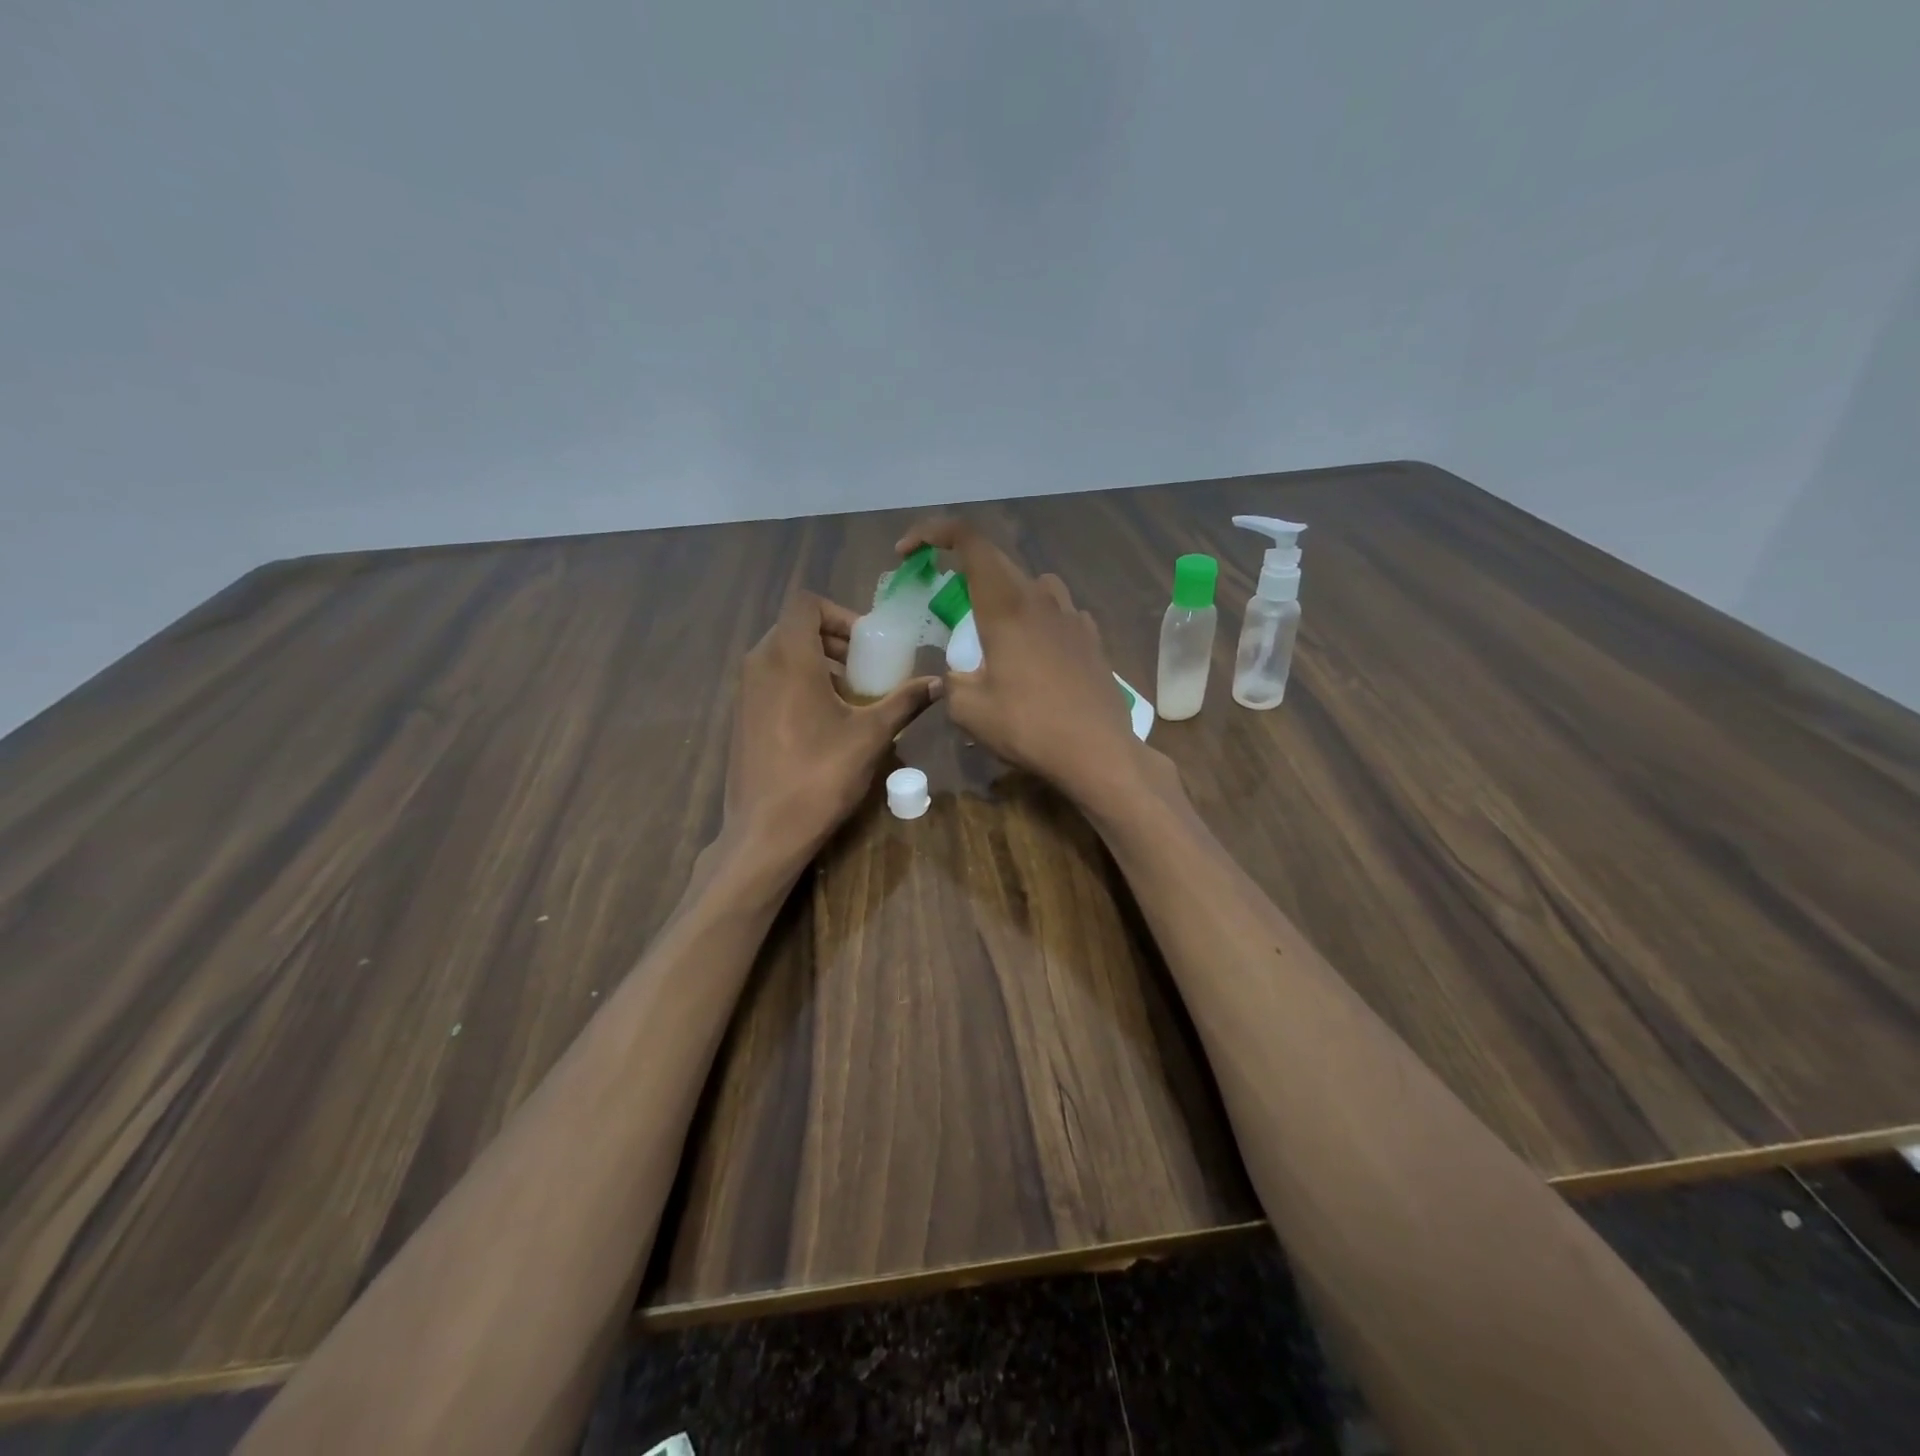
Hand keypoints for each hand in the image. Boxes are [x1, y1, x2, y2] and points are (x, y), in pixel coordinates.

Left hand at [721, 591, 939, 869]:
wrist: (765, 830)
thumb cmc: (820, 774)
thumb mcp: (871, 735)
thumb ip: (905, 702)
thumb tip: (939, 683)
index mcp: (788, 657)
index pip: (806, 603)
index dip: (840, 614)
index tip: (867, 644)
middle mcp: (759, 664)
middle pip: (794, 627)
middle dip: (833, 640)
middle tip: (865, 667)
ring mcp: (744, 691)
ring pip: (781, 654)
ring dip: (817, 662)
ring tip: (849, 695)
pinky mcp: (741, 716)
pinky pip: (770, 680)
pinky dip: (797, 683)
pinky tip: (823, 721)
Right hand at [896, 517, 1173, 811]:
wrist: (1098, 752)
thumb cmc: (1028, 727)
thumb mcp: (969, 711)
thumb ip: (952, 683)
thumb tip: (954, 676)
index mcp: (1006, 606)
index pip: (969, 541)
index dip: (933, 532)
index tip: (908, 553)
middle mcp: (1041, 598)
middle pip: (997, 561)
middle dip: (963, 570)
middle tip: (942, 598)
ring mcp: (1072, 616)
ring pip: (1032, 585)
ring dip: (1005, 594)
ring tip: (992, 629)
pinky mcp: (1091, 638)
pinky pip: (1057, 613)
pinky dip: (1036, 620)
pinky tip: (1033, 654)